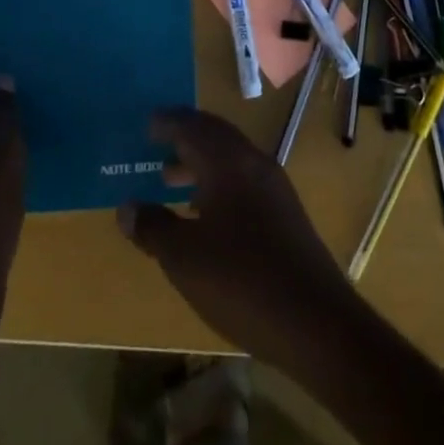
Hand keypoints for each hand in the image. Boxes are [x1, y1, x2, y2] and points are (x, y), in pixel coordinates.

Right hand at [117, 108, 360, 366]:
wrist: (317, 322)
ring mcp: (274, 187)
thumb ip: (153, 227)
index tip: (147, 123)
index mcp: (227, 161)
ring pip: (230, 159)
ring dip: (200, 162)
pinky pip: (243, 180)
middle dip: (185, 136)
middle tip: (157, 143)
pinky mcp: (285, 213)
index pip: (192, 126)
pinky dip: (218, 183)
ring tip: (170, 180)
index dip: (168, 122)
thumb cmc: (242, 280)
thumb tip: (127, 207)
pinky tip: (206, 215)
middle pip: (214, 135)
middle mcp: (252, 162)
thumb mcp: (184, 258)